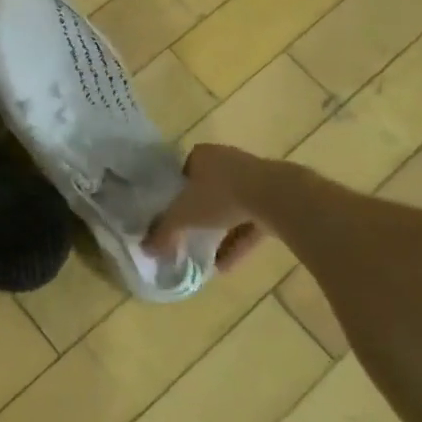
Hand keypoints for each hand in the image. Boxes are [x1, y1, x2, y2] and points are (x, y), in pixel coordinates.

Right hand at [145, 144, 267, 272]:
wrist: (277, 197)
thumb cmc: (221, 196)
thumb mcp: (184, 215)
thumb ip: (164, 231)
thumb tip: (144, 248)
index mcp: (202, 155)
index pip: (183, 171)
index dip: (175, 192)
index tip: (171, 213)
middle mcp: (227, 161)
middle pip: (207, 189)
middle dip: (199, 213)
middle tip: (187, 234)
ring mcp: (253, 179)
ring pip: (230, 207)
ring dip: (219, 231)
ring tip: (205, 257)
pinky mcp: (273, 199)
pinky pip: (250, 222)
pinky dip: (238, 241)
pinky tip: (226, 266)